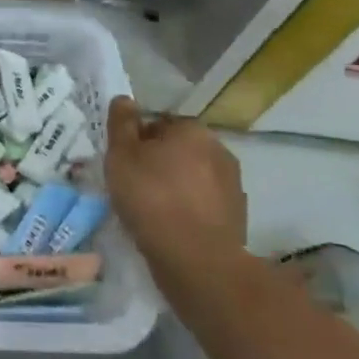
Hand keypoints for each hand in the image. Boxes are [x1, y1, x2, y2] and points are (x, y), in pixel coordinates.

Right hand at [104, 97, 247, 283]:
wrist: (196, 259)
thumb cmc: (151, 198)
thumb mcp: (121, 155)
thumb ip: (121, 124)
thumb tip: (124, 99)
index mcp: (192, 130)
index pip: (158, 124)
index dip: (137, 142)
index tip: (123, 164)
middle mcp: (219, 150)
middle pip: (178, 150)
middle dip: (159, 163)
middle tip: (134, 185)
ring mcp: (233, 184)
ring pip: (193, 177)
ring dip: (176, 186)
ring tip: (152, 209)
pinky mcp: (237, 216)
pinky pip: (204, 203)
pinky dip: (189, 209)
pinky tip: (172, 226)